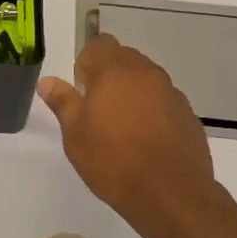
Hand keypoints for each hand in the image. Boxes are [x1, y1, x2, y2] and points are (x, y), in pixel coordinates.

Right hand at [38, 33, 224, 237]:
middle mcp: (148, 73)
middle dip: (109, 76)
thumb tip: (47, 81)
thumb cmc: (112, 159)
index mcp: (117, 70)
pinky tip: (145, 143)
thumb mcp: (75, 132)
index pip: (100, 44)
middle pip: (125, 59)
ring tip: (121, 129)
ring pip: (146, 81)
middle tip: (97, 110)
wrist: (169, 194)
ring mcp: (172, 94)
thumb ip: (62, 101)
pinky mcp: (189, 116)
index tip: (81, 90)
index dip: (87, 62)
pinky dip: (152, 113)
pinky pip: (163, 103)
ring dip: (132, 94)